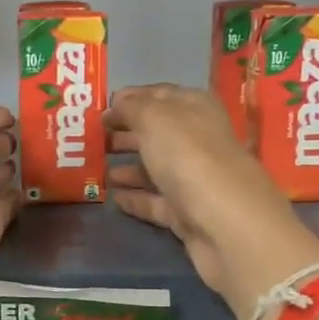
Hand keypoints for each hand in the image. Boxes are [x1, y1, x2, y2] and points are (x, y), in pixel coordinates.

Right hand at [105, 85, 318, 319]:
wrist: (227, 225)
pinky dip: (136, 198)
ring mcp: (195, 179)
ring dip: (128, 166)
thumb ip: (132, 108)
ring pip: (156, 167)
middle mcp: (199, 140)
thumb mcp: (155, 119)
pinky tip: (113, 198)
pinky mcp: (188, 214)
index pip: (161, 94)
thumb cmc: (189, 157)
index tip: (100, 107)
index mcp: (196, 108)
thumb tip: (116, 105)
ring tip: (97, 168)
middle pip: (157, 132)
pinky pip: (156, 201)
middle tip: (92, 138)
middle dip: (127, 133)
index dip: (131, 98)